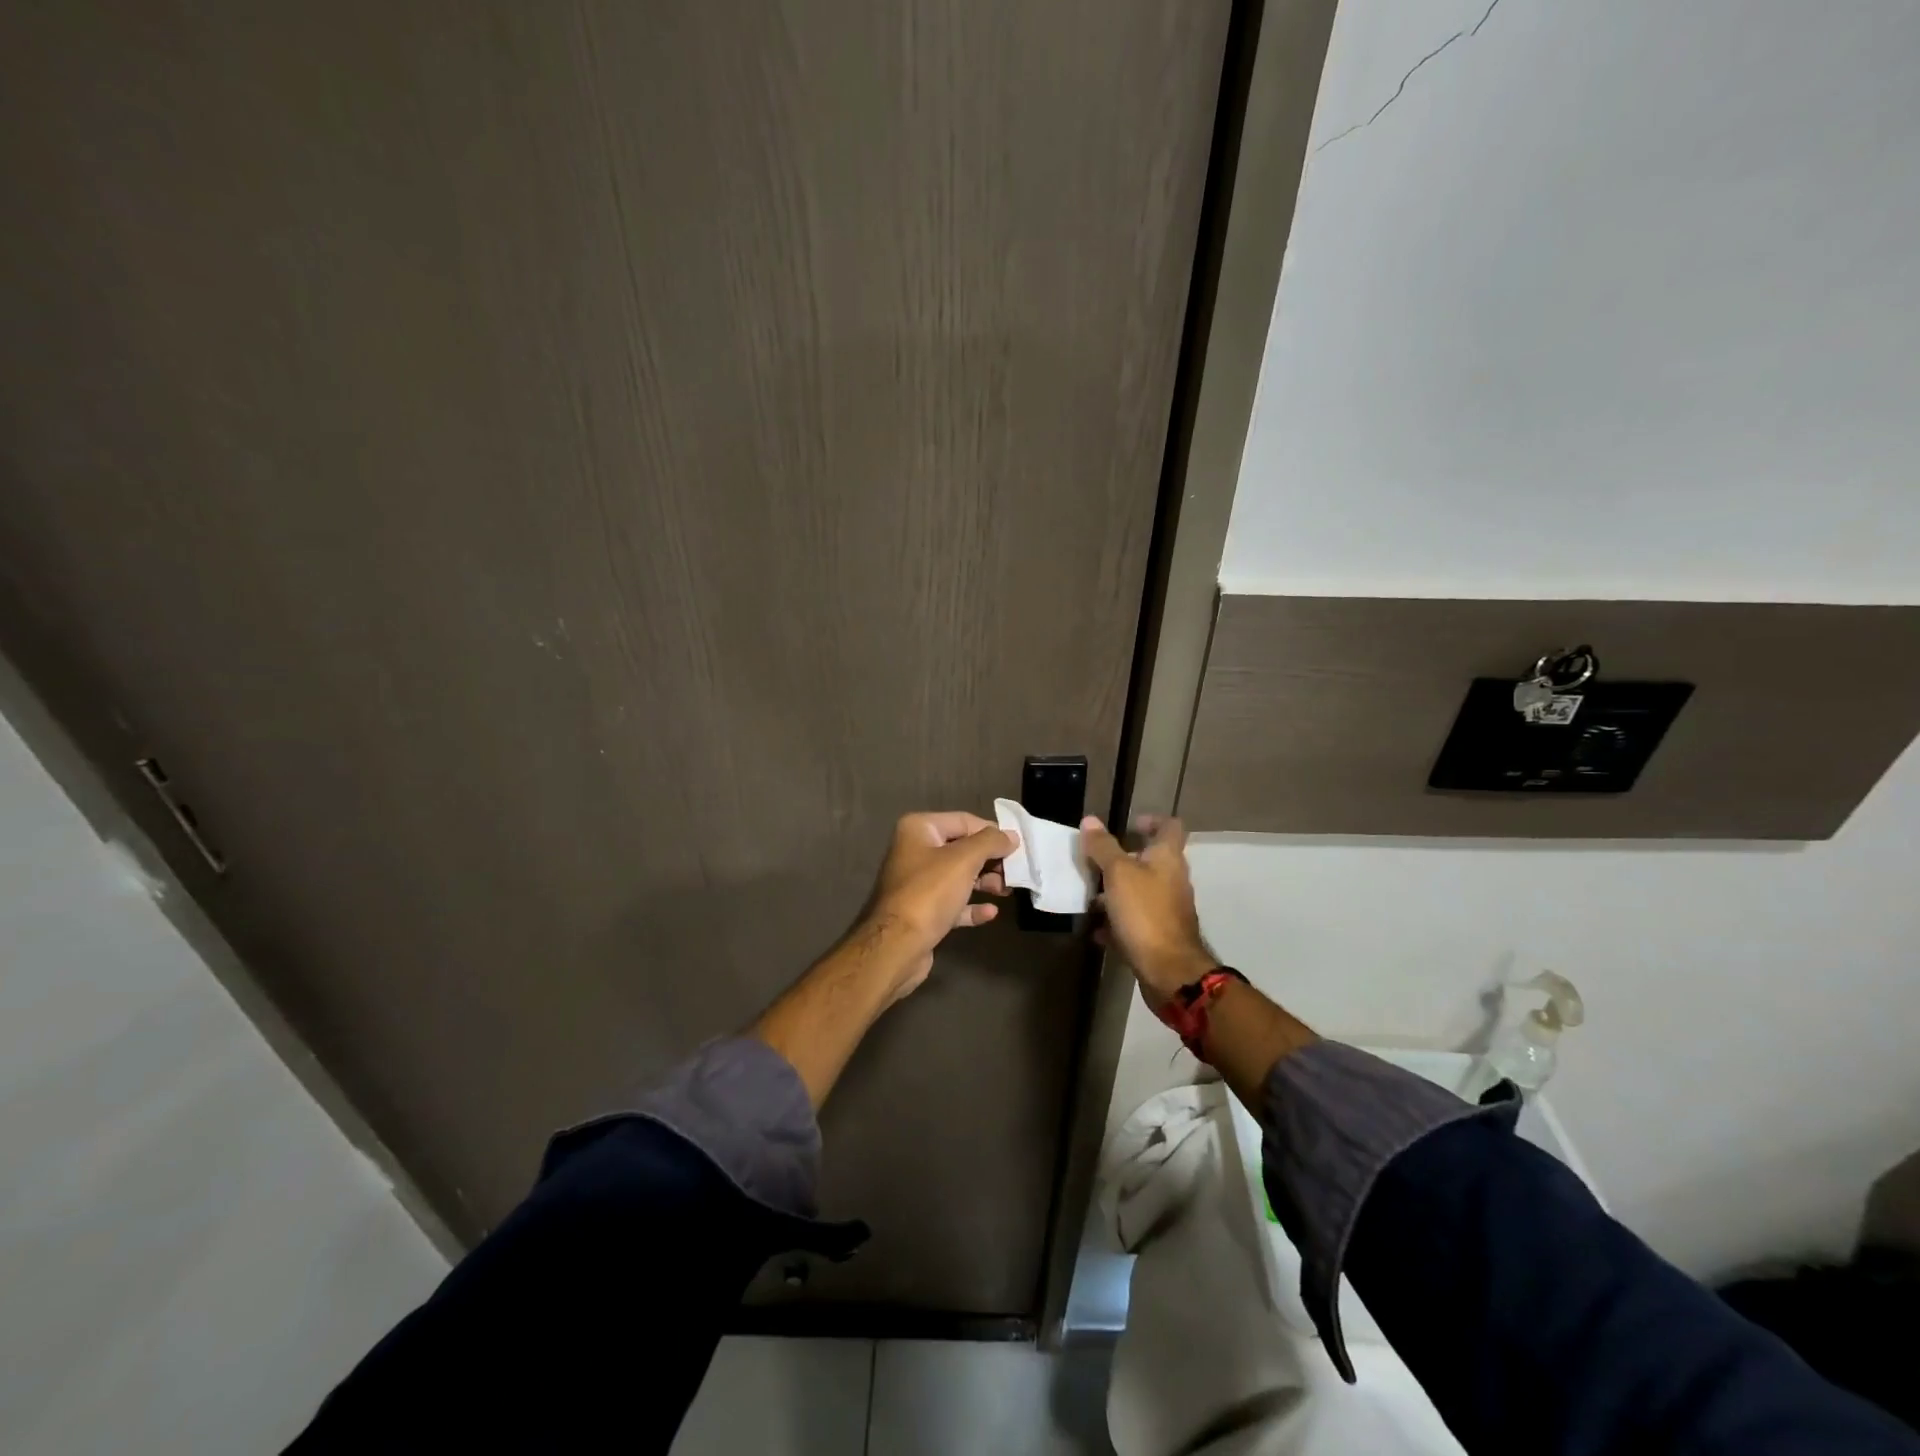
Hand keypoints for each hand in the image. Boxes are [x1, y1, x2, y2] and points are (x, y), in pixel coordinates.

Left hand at [862, 811, 1017, 1002]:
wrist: (896, 946)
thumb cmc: (929, 893)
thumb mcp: (963, 860)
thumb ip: (990, 843)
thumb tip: (1011, 836)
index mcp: (919, 829)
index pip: (964, 821)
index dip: (992, 832)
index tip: (1018, 847)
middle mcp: (915, 851)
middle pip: (963, 849)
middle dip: (990, 860)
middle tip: (1015, 872)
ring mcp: (918, 883)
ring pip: (959, 876)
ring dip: (985, 882)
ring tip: (1006, 891)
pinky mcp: (922, 911)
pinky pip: (953, 902)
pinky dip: (972, 906)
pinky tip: (991, 912)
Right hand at [1080, 814, 1216, 1007]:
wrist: (1169, 971)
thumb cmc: (1145, 913)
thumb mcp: (1118, 874)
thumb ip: (1103, 847)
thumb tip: (1090, 820)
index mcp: (1167, 858)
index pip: (1169, 826)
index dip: (1151, 820)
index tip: (1128, 824)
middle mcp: (1172, 880)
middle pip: (1151, 860)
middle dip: (1123, 859)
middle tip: (1095, 861)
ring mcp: (1167, 909)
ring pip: (1140, 891)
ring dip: (1116, 891)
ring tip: (1088, 895)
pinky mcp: (1159, 935)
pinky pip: (1135, 921)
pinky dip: (1116, 921)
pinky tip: (1096, 929)